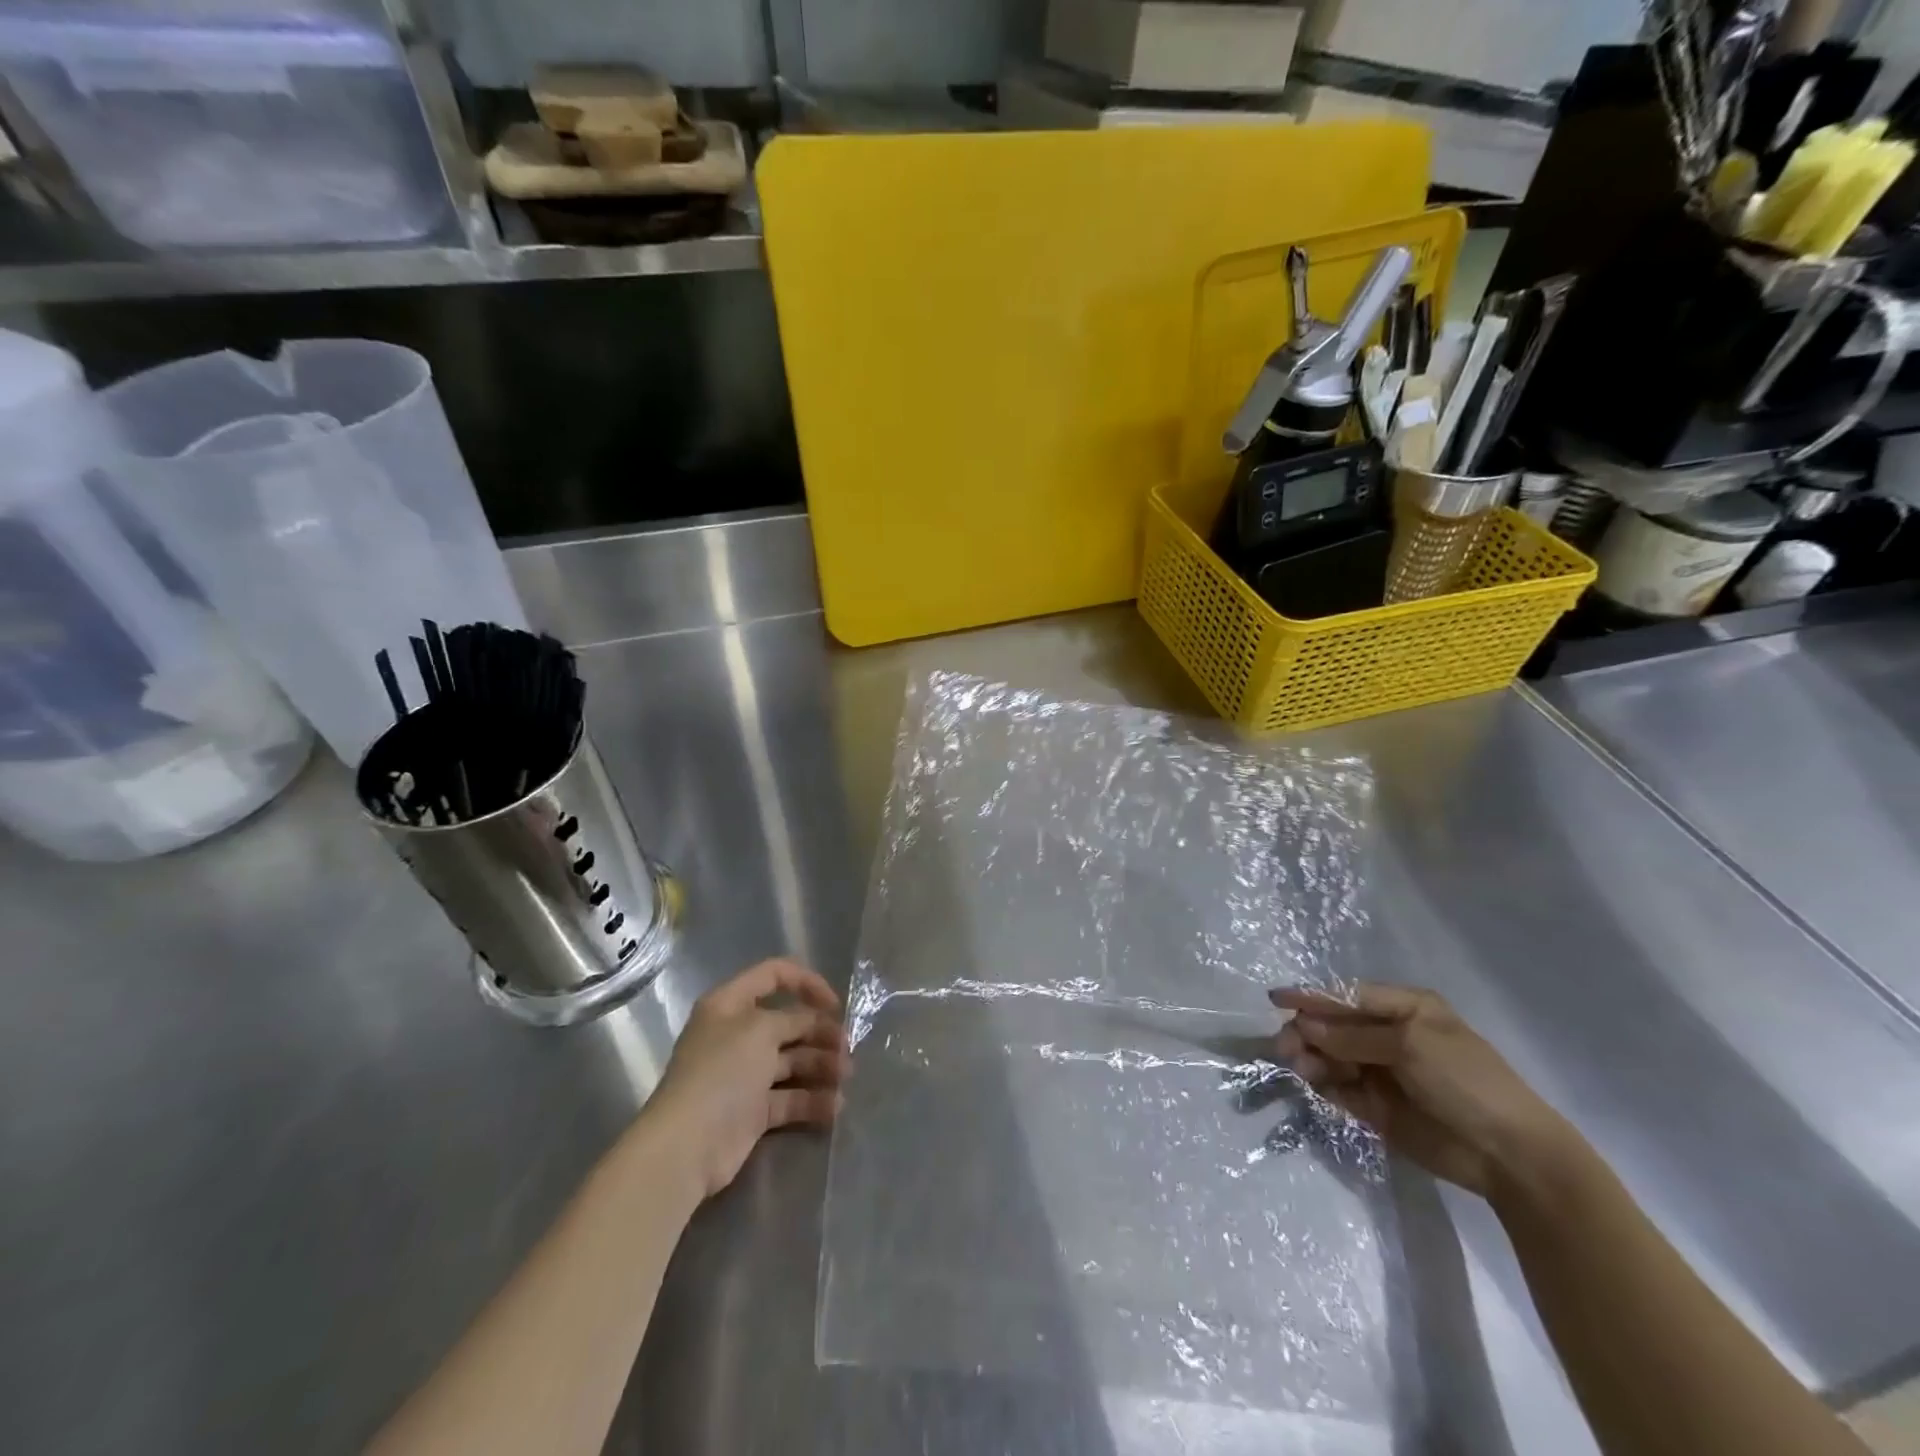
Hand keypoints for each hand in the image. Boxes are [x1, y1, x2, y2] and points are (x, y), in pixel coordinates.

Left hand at [642, 958, 850, 1200]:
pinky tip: (835, 1107)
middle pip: (789, 1022)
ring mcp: (745, 1074)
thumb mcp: (761, 1029)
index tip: (834, 1004)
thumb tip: (813, 1022)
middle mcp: (737, 1035)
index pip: (773, 975)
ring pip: (793, 1061)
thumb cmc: (722, 1072)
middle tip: (847, 1048)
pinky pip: (790, 1098)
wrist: (687, 1146)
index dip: (807, 983)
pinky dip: (813, 1101)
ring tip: (845, 1078)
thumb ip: (793, 1019)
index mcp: (731, 1004)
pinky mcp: (753, 1111)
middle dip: (821, 1032)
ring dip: (822, 1066)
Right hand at [1272, 983, 1573, 1197]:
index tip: (1276, 1000)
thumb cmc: (1465, 1081)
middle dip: (1308, 1032)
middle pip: (1334, 1026)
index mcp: (1404, 1008)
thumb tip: (1304, 1025)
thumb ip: (1353, 1036)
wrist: (1509, 1155)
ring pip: (1331, 1056)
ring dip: (1311, 1059)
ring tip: (1299, 1069)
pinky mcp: (1376, 1106)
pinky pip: (1339, 1088)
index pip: (1347, 995)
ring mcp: (1382, 1071)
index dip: (1312, 996)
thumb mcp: (1409, 1045)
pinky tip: (1314, 1086)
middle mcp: (1389, 1035)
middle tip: (1286, 1048)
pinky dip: (1322, 1085)